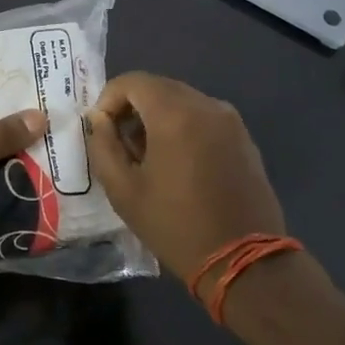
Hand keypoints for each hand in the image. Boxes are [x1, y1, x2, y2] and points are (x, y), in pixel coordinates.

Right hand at [86, 73, 287, 288]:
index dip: (108, 99)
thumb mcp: (123, 190)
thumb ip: (103, 145)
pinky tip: (178, 165)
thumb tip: (100, 119)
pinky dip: (183, 127)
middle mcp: (206, 105)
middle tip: (120, 144)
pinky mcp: (244, 139)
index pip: (132, 81)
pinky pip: (204, 118)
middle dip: (133, 108)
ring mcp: (230, 121)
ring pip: (182, 101)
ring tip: (148, 157)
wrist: (244, 262)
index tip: (101, 130)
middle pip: (158, 87)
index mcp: (175, 113)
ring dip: (158, 118)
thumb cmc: (175, 225)